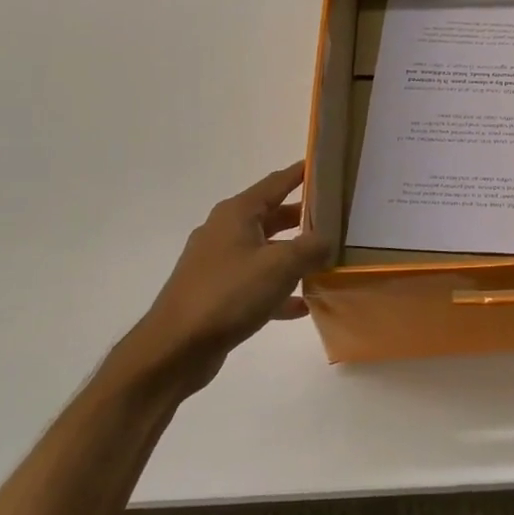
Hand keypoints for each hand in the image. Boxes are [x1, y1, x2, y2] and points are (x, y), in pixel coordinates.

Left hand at [129, 163, 333, 388]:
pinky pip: (256, 284)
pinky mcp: (217, 294)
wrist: (175, 348)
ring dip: (294, 256)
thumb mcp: (280, 265)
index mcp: (237, 214)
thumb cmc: (228, 294)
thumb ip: (312, 247)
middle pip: (272, 216)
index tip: (327, 166)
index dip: (301, 173)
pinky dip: (279, 290)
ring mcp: (219, 264)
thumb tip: (328, 239)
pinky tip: (302, 305)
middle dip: (304, 217)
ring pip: (265, 251)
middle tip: (338, 217)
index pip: (276, 183)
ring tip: (327, 260)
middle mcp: (225, 232)